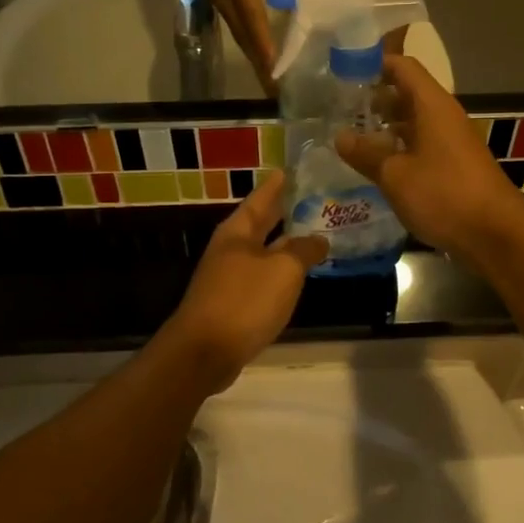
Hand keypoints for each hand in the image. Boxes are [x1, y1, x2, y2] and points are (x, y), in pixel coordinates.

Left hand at [160, 172, 327, 389]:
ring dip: (284, 244)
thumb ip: (303, 251)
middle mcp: (230, 250)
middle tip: (310, 200)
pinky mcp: (231, 304)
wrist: (204, 352)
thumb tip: (319, 239)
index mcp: (237, 232)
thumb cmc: (244, 301)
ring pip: (262, 253)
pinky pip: (261, 278)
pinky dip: (279, 272)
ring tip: (312, 236)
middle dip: (282, 213)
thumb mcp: (283, 270)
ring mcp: (227, 278)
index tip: (291, 170)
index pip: (260, 199)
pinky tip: (295, 277)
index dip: (276, 185)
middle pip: (259, 224)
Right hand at [183, 0, 292, 93]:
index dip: (266, 50)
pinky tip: (262, 57)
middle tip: (277, 93)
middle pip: (246, 42)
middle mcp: (227, 4)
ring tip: (271, 82)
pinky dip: (252, 48)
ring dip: (256, 62)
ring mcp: (223, 6)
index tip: (276, 74)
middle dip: (262, 68)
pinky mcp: (223, 4)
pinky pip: (240, 32)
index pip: (255, 25)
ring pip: (242, 40)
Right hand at [334, 56, 523, 266]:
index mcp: (432, 106)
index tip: (343, 71)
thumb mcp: (396, 175)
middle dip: (375, 98)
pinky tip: (377, 165)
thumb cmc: (444, 195)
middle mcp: (444, 117)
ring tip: (351, 136)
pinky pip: (422, 145)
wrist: (496, 234)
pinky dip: (399, 148)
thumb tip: (340, 136)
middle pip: (407, 93)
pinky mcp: (454, 166)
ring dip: (385, 126)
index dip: (374, 63)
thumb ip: (366, 154)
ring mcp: (452, 142)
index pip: (403, 67)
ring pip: (414, 122)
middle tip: (339, 108)